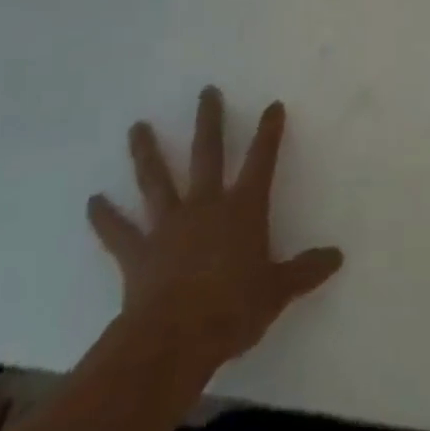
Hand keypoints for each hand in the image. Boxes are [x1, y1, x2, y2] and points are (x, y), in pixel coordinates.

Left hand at [87, 87, 343, 376]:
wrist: (175, 339)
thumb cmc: (233, 309)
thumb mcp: (278, 291)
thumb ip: (305, 271)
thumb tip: (337, 257)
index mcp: (242, 208)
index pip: (261, 160)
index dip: (268, 132)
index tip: (272, 105)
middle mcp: (205, 205)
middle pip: (207, 153)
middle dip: (209, 120)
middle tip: (206, 91)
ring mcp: (168, 226)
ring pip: (157, 180)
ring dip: (146, 152)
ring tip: (136, 127)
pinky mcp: (138, 253)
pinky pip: (119, 232)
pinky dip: (105, 217)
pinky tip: (92, 201)